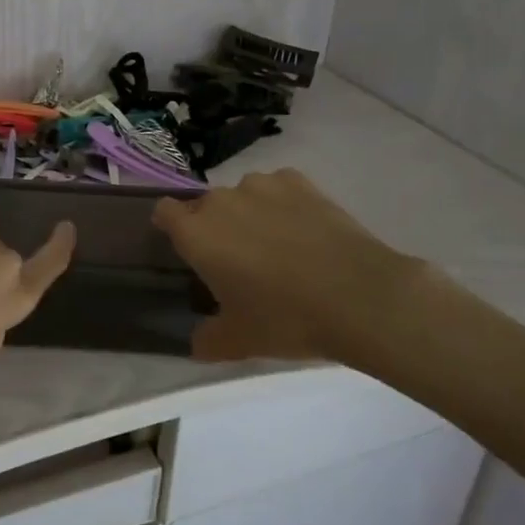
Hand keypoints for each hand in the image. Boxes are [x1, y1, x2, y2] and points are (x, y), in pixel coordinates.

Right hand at [154, 169, 423, 366]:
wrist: (360, 296)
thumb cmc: (286, 318)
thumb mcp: (239, 341)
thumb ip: (208, 339)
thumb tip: (197, 342)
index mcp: (196, 233)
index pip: (164, 211)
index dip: (170, 226)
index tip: (186, 248)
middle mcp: (221, 200)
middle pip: (205, 206)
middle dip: (215, 227)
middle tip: (238, 262)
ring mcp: (262, 186)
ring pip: (243, 196)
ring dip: (248, 214)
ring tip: (277, 246)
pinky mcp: (300, 181)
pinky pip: (278, 189)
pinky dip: (283, 205)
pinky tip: (305, 232)